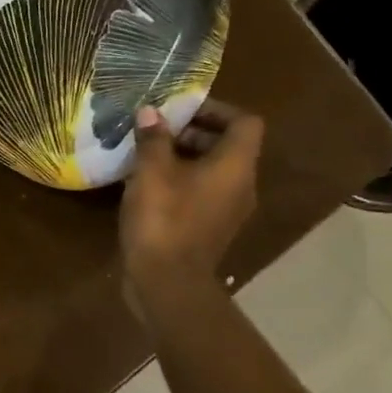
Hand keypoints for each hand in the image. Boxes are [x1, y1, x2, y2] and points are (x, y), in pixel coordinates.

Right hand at [120, 100, 265, 313]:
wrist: (167, 283)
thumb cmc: (164, 219)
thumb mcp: (151, 171)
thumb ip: (153, 138)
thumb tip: (151, 112)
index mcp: (235, 165)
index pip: (244, 122)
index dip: (216, 109)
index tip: (181, 109)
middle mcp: (241, 185)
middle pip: (228, 145)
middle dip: (193, 132)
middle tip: (157, 131)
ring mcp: (228, 210)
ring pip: (214, 170)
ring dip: (184, 157)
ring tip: (147, 155)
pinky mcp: (211, 229)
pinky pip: (203, 193)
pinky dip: (181, 181)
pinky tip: (148, 186)